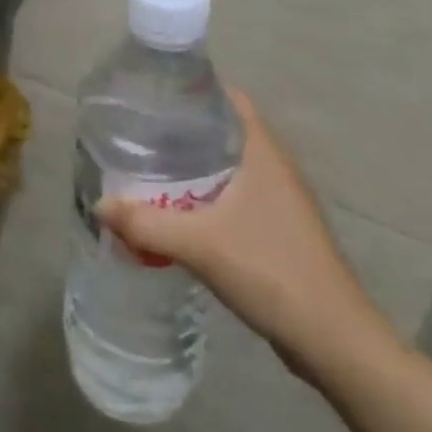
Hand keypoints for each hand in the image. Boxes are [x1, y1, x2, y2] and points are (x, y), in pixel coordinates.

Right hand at [98, 91, 398, 381]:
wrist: (333, 341)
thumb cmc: (272, 271)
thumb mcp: (199, 245)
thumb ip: (145, 223)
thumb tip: (98, 205)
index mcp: (263, 153)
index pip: (228, 99)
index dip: (192, 90)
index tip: (152, 95)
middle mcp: (275, 168)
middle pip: (223, 130)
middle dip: (182, 129)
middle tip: (137, 132)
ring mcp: (280, 201)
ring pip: (228, 166)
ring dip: (192, 165)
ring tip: (148, 166)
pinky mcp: (278, 230)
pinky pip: (234, 195)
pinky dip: (205, 194)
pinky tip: (177, 210)